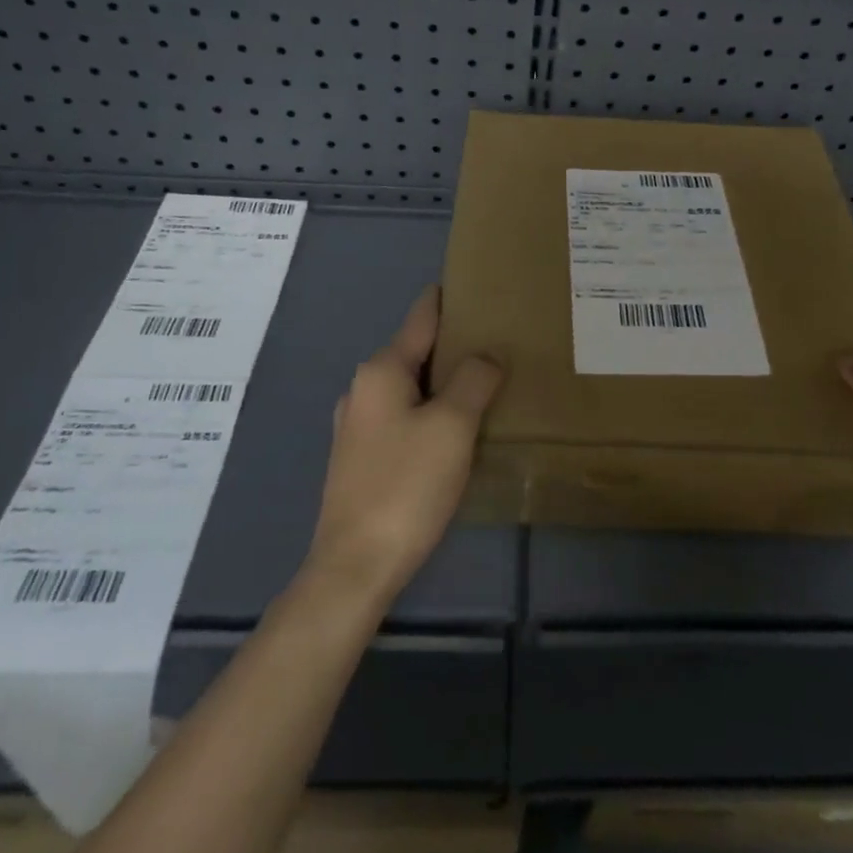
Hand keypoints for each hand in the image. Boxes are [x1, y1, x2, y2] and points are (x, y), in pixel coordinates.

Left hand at [304, 287, 502, 606]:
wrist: (354, 567)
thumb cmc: (406, 486)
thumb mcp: (452, 426)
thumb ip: (474, 380)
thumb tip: (486, 354)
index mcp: (381, 370)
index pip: (421, 316)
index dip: (449, 298)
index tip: (479, 284)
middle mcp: (363, 388)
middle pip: (416, 350)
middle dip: (454, 344)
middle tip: (499, 340)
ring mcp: (357, 424)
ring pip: (410, 386)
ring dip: (444, 380)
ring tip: (485, 382)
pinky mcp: (361, 457)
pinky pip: (403, 415)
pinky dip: (431, 409)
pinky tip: (455, 428)